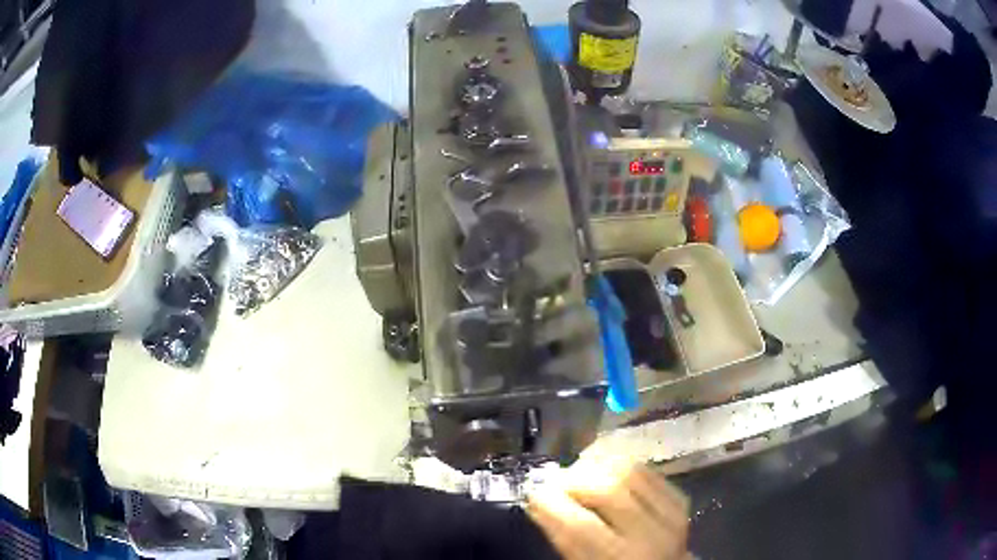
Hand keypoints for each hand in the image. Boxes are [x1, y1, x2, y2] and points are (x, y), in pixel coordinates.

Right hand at [526, 456, 689, 559]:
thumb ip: (566, 539)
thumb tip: (539, 500)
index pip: (579, 526)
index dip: (551, 504)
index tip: (533, 493)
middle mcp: (649, 536)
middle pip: (607, 490)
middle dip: (573, 480)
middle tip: (554, 482)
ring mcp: (670, 515)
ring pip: (629, 472)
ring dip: (597, 466)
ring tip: (578, 472)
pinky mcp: (680, 501)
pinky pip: (648, 471)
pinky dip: (621, 464)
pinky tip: (605, 468)